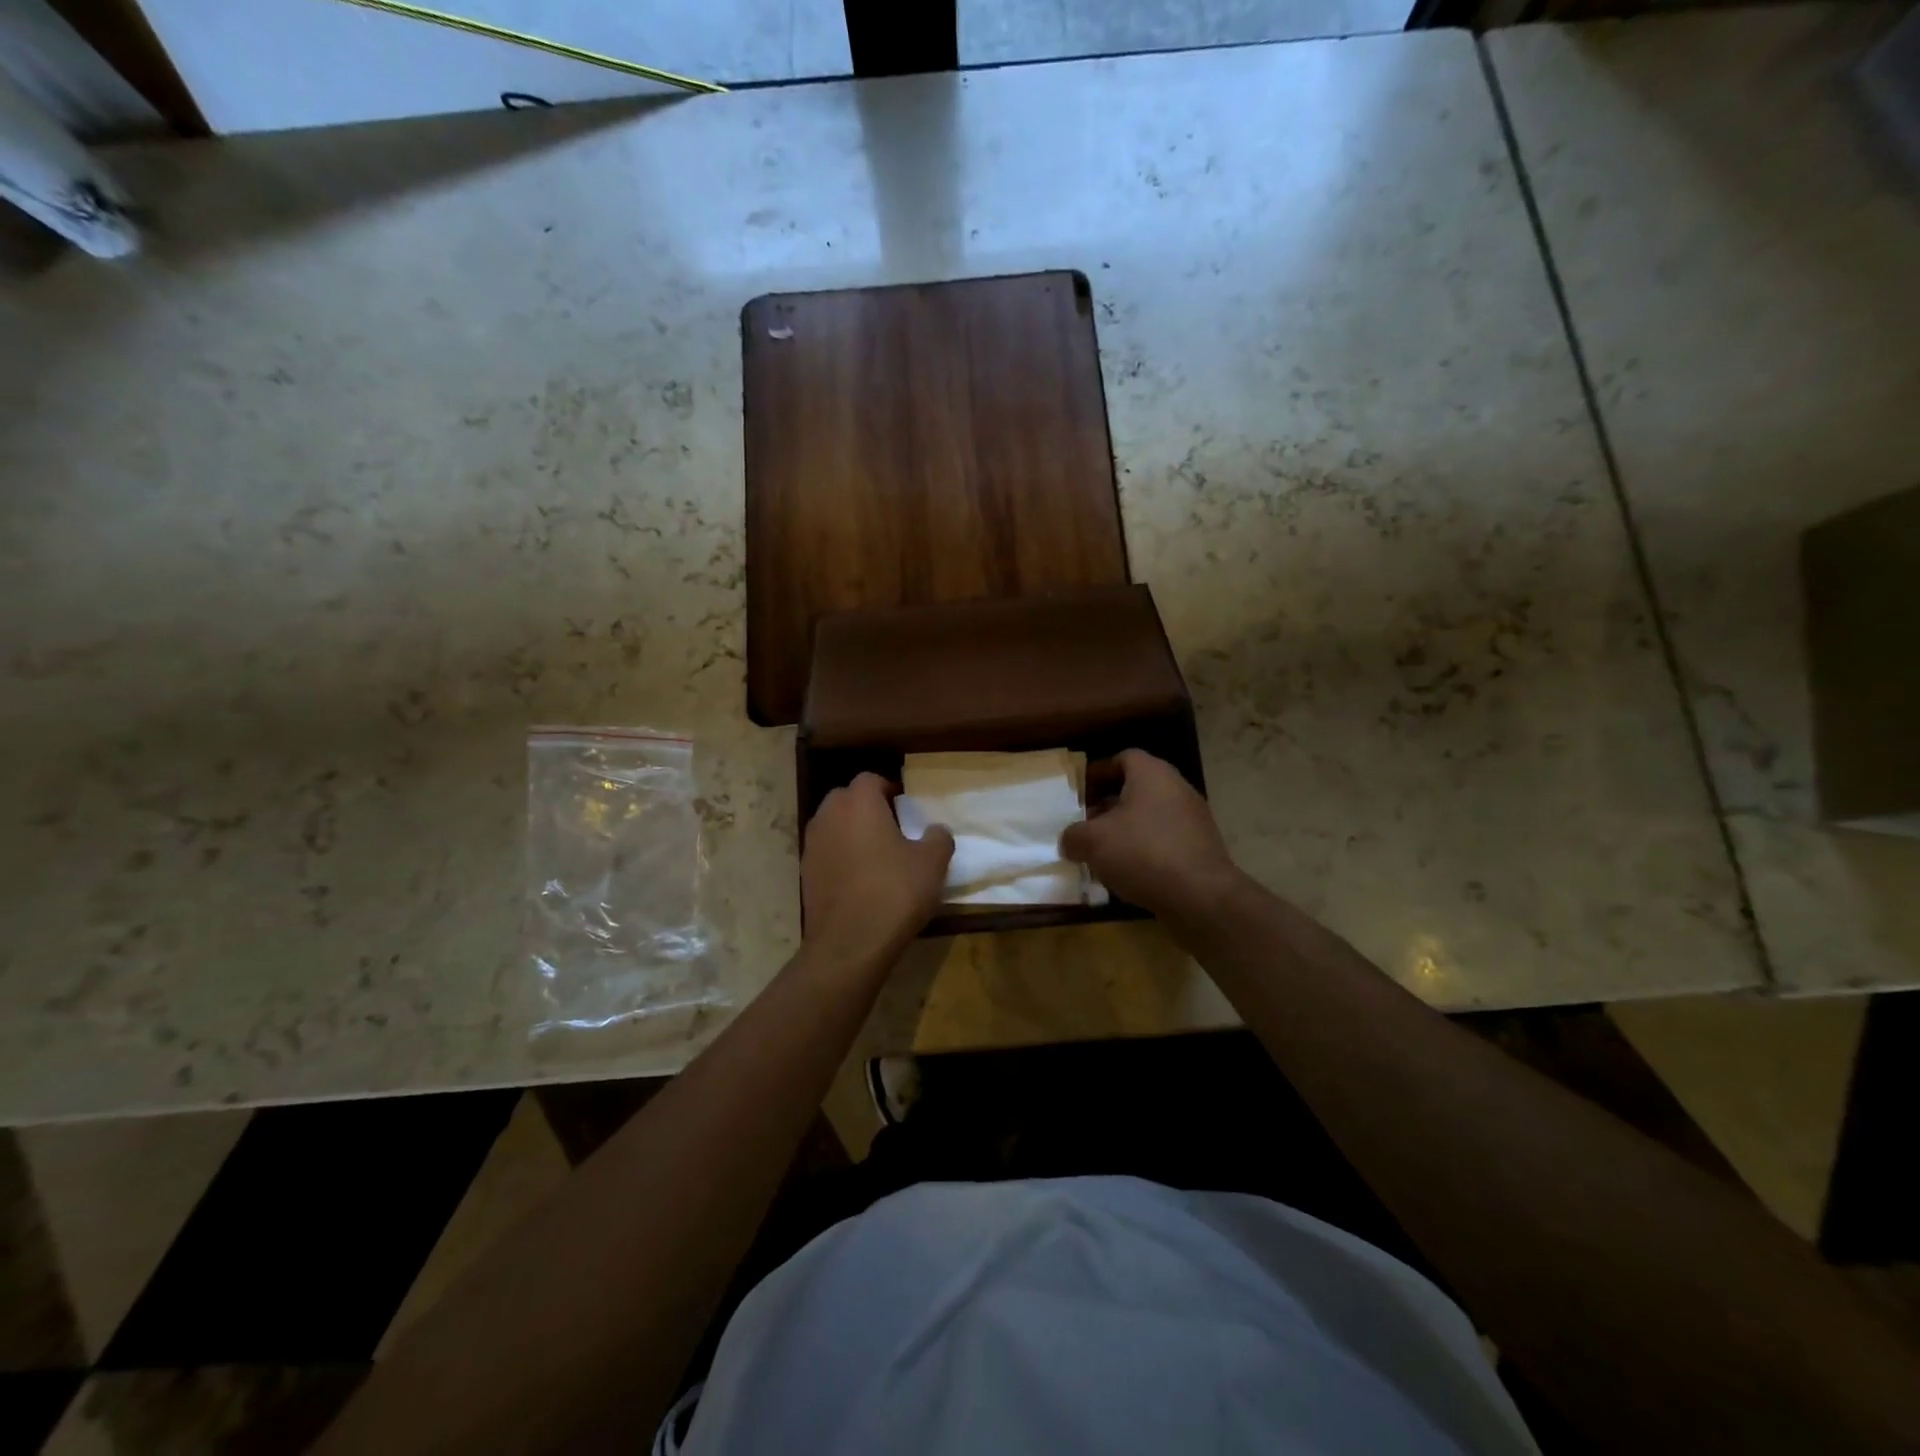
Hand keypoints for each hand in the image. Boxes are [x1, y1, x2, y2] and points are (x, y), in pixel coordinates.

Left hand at [802, 773, 953, 965]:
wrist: (850, 943)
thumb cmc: (895, 892)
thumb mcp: (932, 863)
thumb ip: (938, 838)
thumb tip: (935, 830)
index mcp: (858, 803)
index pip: (870, 779)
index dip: (889, 789)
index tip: (906, 809)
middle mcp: (828, 815)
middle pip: (846, 799)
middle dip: (867, 808)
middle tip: (892, 830)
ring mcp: (812, 845)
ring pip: (833, 826)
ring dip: (851, 833)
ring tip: (876, 857)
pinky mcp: (805, 874)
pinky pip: (827, 853)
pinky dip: (840, 858)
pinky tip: (860, 882)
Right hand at [1060, 750, 1245, 922]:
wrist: (1201, 896)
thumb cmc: (1143, 853)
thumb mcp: (1093, 842)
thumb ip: (1074, 836)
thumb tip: (1069, 840)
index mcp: (1152, 774)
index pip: (1124, 758)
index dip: (1099, 772)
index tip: (1080, 792)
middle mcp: (1177, 789)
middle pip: (1137, 789)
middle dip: (1109, 806)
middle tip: (1087, 825)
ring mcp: (1193, 819)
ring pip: (1150, 817)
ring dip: (1126, 831)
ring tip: (1103, 854)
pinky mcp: (1201, 848)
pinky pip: (1165, 841)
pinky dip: (1145, 851)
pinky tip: (1128, 873)